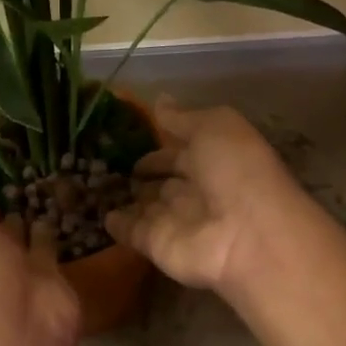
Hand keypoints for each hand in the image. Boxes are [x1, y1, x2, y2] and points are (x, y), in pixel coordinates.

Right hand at [105, 96, 303, 295]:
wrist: (248, 237)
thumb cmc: (236, 171)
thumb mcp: (214, 127)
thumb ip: (182, 118)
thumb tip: (159, 100)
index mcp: (214, 161)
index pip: (181, 152)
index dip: (160, 146)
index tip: (131, 138)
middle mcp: (196, 192)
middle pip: (165, 182)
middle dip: (144, 173)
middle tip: (110, 163)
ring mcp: (177, 221)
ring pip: (148, 207)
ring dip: (129, 197)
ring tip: (97, 184)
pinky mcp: (157, 245)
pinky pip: (133, 232)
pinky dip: (118, 225)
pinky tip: (101, 214)